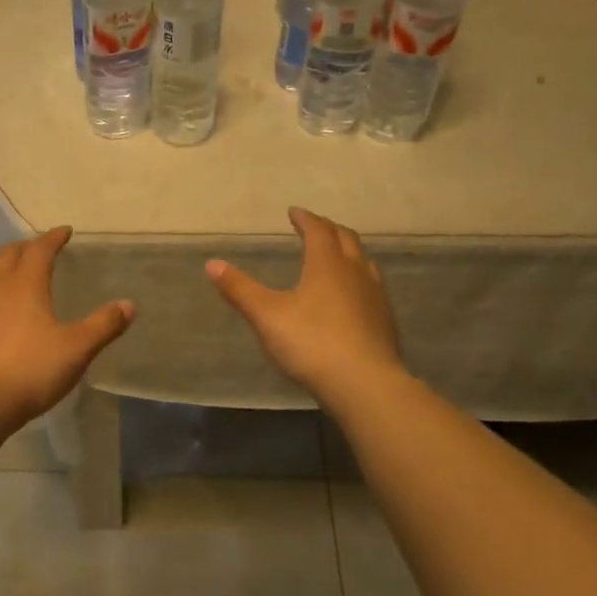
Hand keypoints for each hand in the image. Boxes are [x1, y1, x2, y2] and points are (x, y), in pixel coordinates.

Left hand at [0, 227, 134, 425]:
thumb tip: (129, 304)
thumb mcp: (76, 349)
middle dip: (24, 248)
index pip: (40, 250)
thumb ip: (103, 325)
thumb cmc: (30, 371)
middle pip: (7, 255)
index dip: (53, 238)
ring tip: (4, 271)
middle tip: (35, 249)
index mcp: (25, 284)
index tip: (64, 231)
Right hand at [205, 208, 402, 401]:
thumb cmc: (312, 343)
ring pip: (364, 263)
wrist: (364, 383)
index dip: (305, 219)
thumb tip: (212, 264)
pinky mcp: (385, 322)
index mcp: (327, 264)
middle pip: (346, 240)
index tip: (294, 212)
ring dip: (348, 253)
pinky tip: (352, 297)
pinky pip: (372, 288)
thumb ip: (239, 289)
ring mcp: (375, 297)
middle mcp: (356, 272)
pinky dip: (358, 279)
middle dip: (329, 230)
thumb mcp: (266, 315)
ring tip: (336, 256)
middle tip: (315, 227)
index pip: (318, 231)